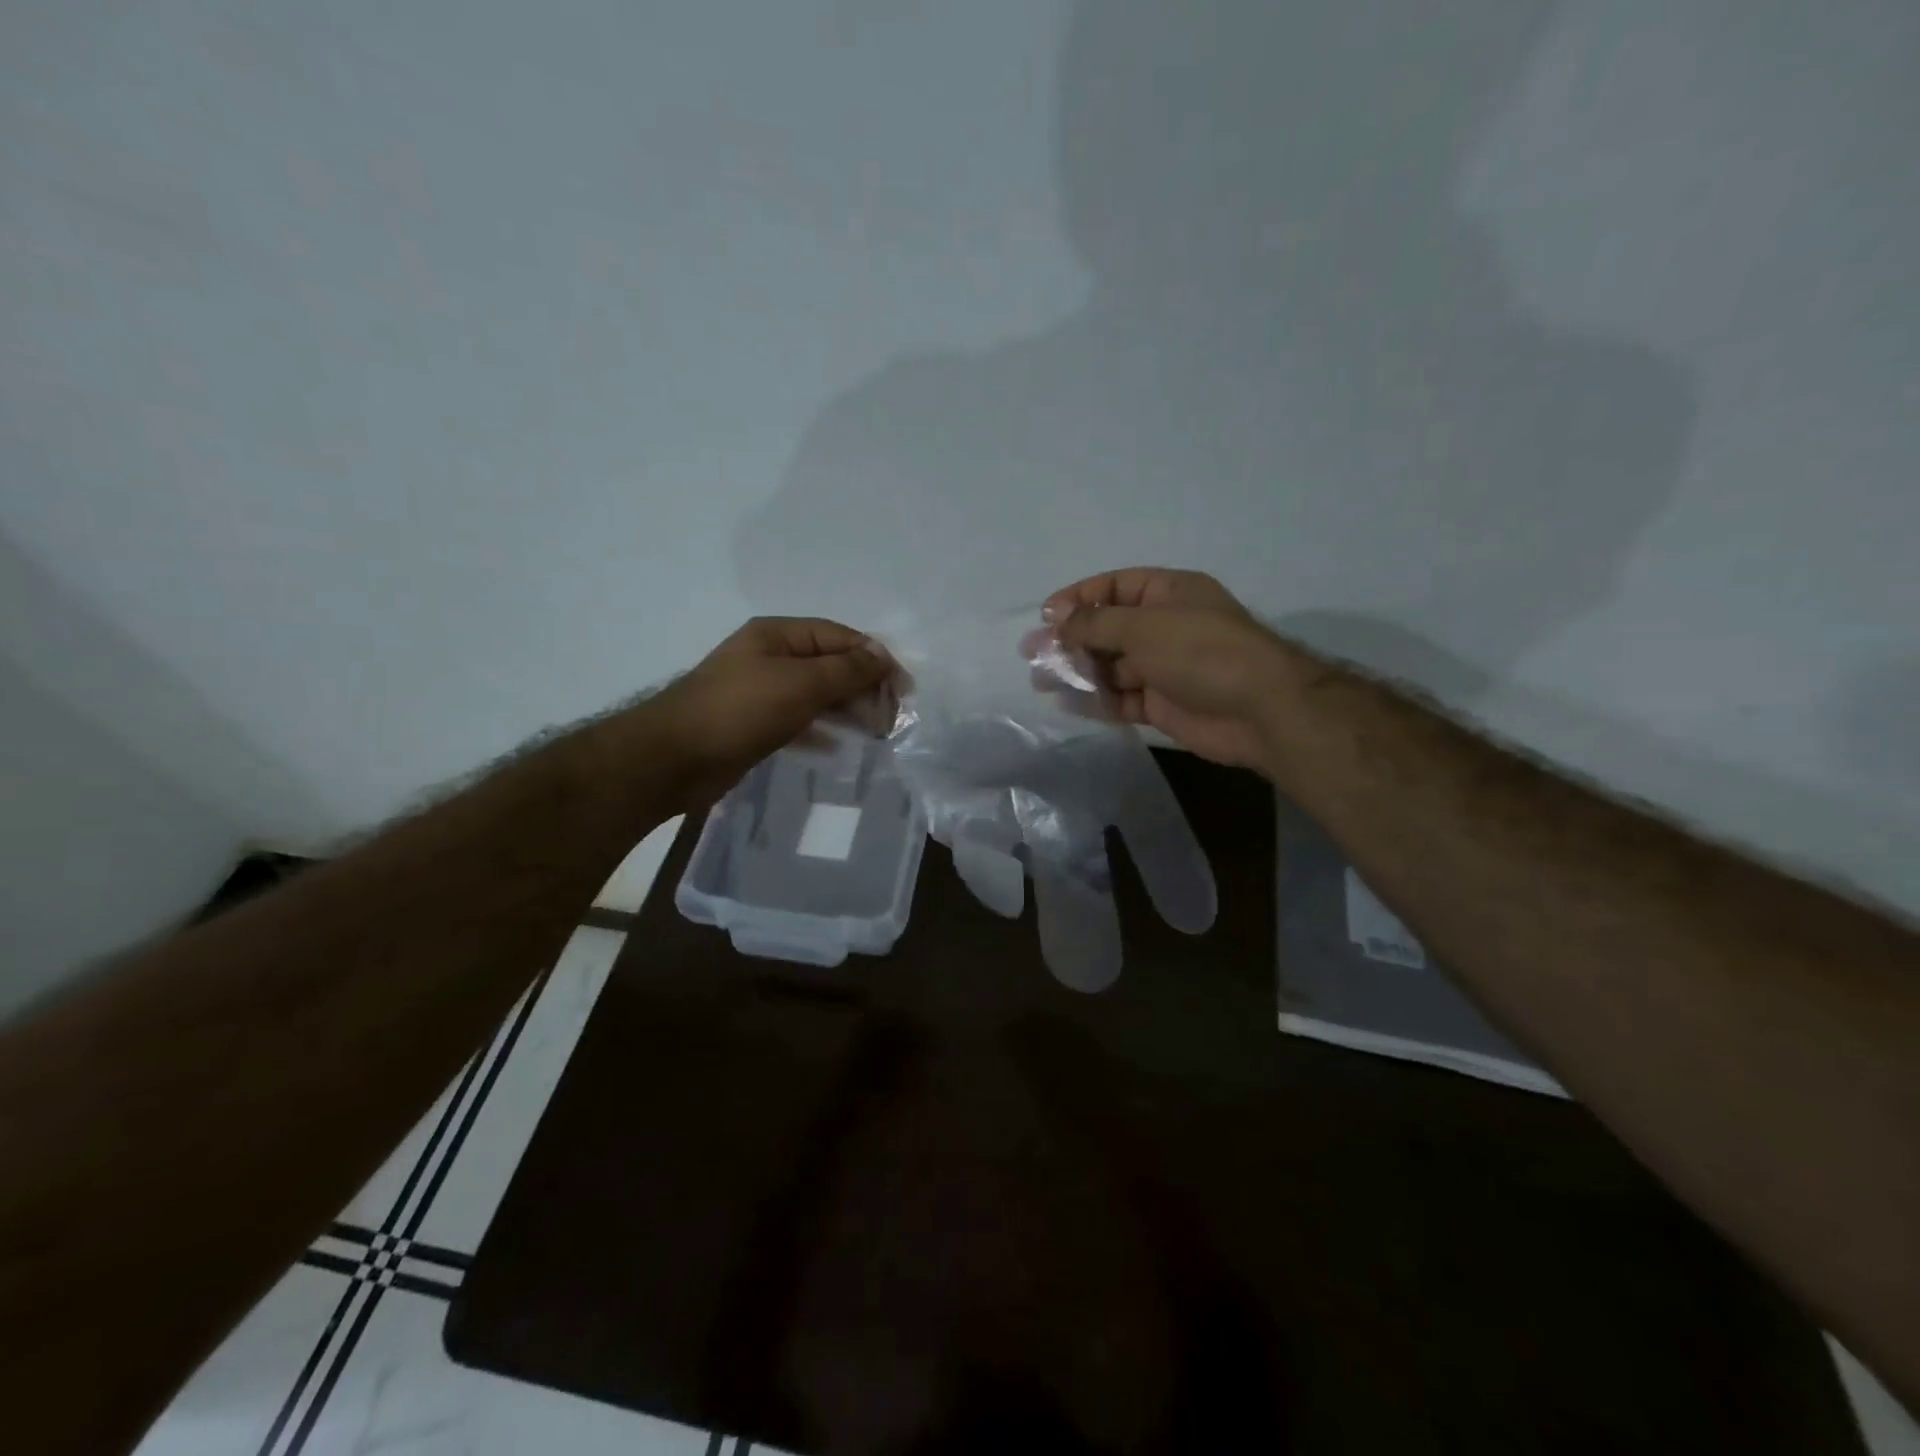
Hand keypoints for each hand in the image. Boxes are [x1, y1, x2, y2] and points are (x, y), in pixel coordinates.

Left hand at [643, 617, 891, 807]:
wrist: (673, 758)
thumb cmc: (741, 710)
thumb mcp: (801, 683)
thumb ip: (847, 669)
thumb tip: (883, 655)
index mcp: (779, 635)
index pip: (840, 637)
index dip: (876, 659)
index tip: (904, 690)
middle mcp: (770, 657)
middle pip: (830, 665)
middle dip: (864, 687)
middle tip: (891, 719)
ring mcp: (760, 691)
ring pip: (816, 694)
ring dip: (848, 710)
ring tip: (876, 733)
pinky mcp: (754, 724)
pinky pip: (798, 721)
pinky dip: (821, 731)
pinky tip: (839, 748)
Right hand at [1045, 567, 1293, 773]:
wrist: (1259, 710)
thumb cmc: (1201, 652)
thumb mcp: (1143, 626)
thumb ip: (1095, 623)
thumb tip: (1056, 619)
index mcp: (1167, 594)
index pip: (1113, 587)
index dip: (1077, 598)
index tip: (1045, 618)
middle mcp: (1164, 627)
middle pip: (1107, 628)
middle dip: (1070, 640)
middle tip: (1033, 654)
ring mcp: (1163, 667)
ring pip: (1111, 666)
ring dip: (1078, 672)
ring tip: (1042, 682)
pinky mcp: (1162, 704)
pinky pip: (1121, 698)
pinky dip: (1097, 700)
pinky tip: (1070, 703)